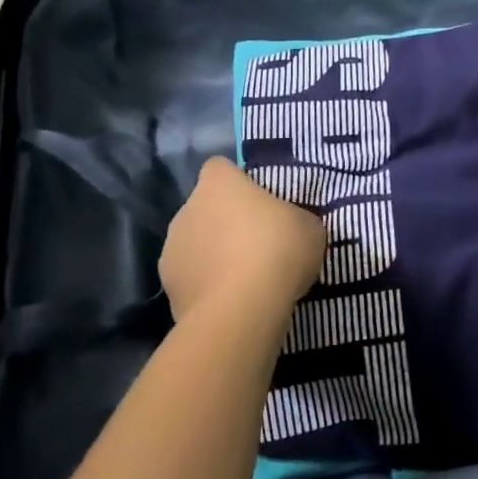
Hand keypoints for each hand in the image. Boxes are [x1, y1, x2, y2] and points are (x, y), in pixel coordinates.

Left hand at [160, 158, 325, 320]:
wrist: (241, 310)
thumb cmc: (278, 250)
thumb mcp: (308, 226)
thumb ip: (294, 218)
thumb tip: (288, 225)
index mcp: (218, 184)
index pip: (219, 168)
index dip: (237, 181)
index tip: (258, 200)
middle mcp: (187, 209)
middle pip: (205, 207)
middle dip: (225, 221)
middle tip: (257, 242)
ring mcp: (171, 250)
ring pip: (195, 244)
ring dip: (213, 254)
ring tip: (244, 278)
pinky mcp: (168, 288)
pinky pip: (192, 278)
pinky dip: (206, 286)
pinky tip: (231, 301)